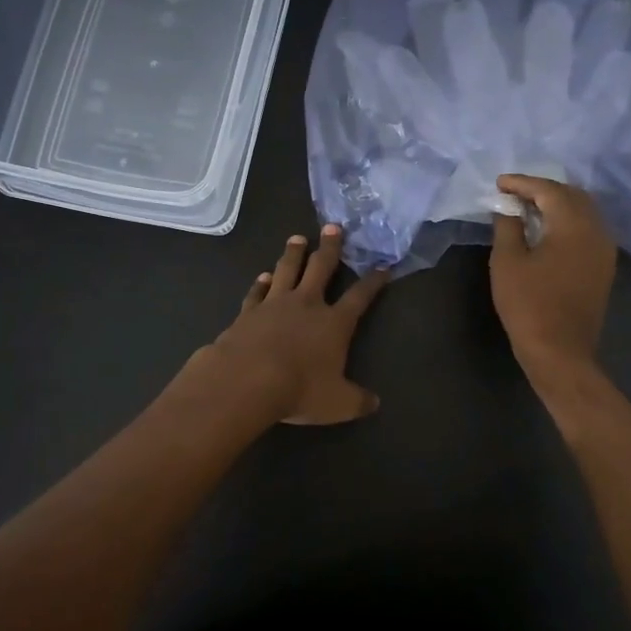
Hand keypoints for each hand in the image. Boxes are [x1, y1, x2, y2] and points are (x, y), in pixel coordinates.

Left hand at [192, 225, 387, 424]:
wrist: (247, 380)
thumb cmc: (300, 389)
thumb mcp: (338, 404)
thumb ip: (358, 401)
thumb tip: (375, 403)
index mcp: (334, 323)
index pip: (360, 297)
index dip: (373, 282)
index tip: (383, 267)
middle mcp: (307, 305)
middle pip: (321, 268)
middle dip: (330, 247)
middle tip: (333, 227)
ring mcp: (275, 304)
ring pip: (287, 270)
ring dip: (293, 254)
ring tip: (297, 238)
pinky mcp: (248, 312)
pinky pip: (257, 292)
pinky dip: (260, 283)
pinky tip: (262, 276)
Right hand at [489, 175, 616, 381]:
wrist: (560, 351)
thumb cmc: (528, 304)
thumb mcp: (507, 261)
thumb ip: (507, 225)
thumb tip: (507, 206)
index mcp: (574, 225)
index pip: (549, 190)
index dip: (522, 183)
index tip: (499, 184)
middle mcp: (597, 230)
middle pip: (572, 196)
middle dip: (543, 189)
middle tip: (514, 193)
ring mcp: (605, 250)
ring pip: (584, 212)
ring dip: (558, 204)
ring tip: (528, 208)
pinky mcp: (604, 266)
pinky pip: (588, 230)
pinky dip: (568, 221)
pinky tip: (548, 230)